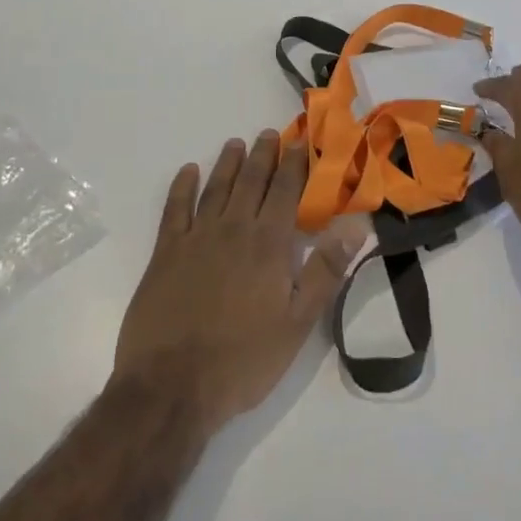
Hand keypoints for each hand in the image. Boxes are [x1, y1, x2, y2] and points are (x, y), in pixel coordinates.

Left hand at [114, 131, 365, 428]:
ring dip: (227, 163)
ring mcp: (195, 239)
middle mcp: (232, 230)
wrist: (171, 387)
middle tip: (269, 133)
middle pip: (250, 182)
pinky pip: (175, 209)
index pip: (285, 192)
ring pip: (215, 188)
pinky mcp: (165, 254)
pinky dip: (182, 187)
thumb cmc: (243, 360)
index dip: (294, 165)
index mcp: (267, 245)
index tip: (300, 141)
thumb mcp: (298, 323)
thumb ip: (325, 271)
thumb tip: (355, 227)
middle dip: (263, 155)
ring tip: (236, 143)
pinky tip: (188, 172)